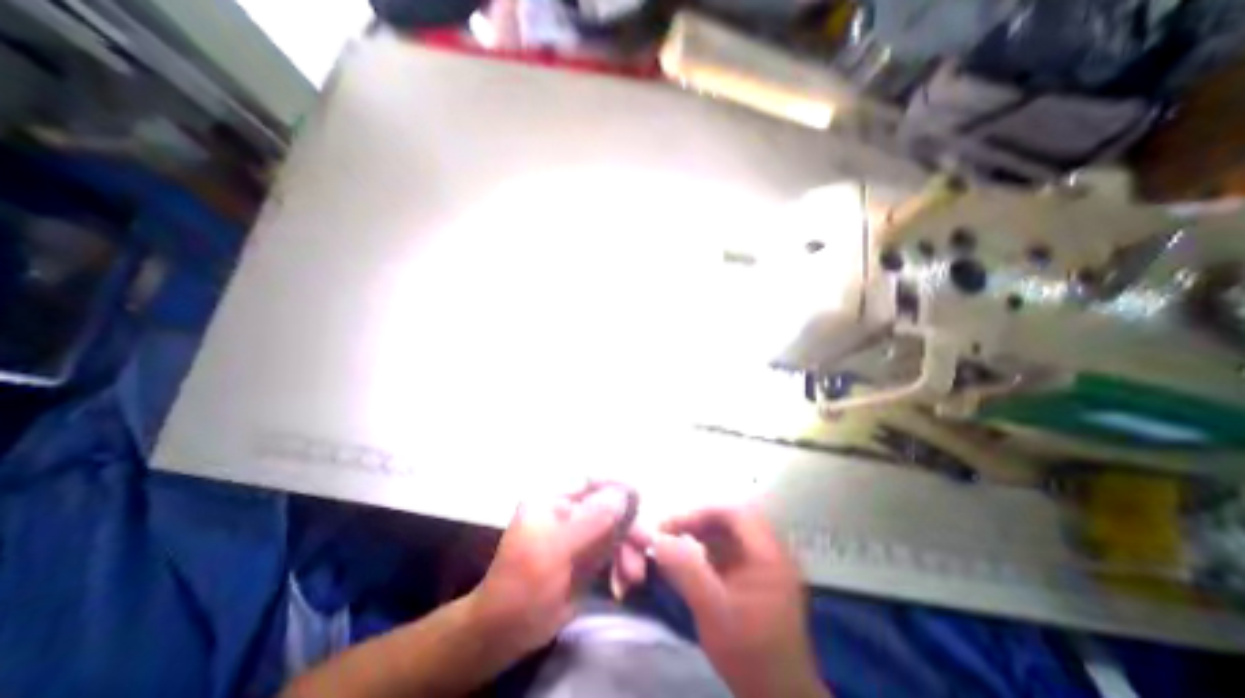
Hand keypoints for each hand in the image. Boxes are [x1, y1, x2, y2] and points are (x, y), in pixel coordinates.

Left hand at [465, 485, 626, 652]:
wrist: (506, 633)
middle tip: (646, 544)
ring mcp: (579, 535)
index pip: (589, 481)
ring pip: (614, 530)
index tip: (638, 497)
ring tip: (633, 575)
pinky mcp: (588, 558)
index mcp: (553, 500)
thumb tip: (623, 495)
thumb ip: (590, 520)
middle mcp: (569, 512)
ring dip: (629, 549)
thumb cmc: (522, 584)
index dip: (615, 485)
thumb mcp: (555, 549)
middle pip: (608, 507)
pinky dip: (623, 565)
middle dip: (627, 526)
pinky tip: (623, 585)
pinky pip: (614, 552)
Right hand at [647, 507, 830, 697]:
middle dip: (696, 522)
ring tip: (674, 544)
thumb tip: (658, 539)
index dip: (699, 513)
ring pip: (728, 533)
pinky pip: (728, 550)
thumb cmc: (750, 655)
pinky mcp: (756, 577)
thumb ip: (686, 571)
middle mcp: (770, 551)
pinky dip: (706, 549)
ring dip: (700, 534)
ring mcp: (765, 563)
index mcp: (769, 553)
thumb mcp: (714, 612)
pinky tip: (690, 561)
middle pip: (729, 519)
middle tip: (668, 533)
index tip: (670, 525)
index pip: (732, 512)